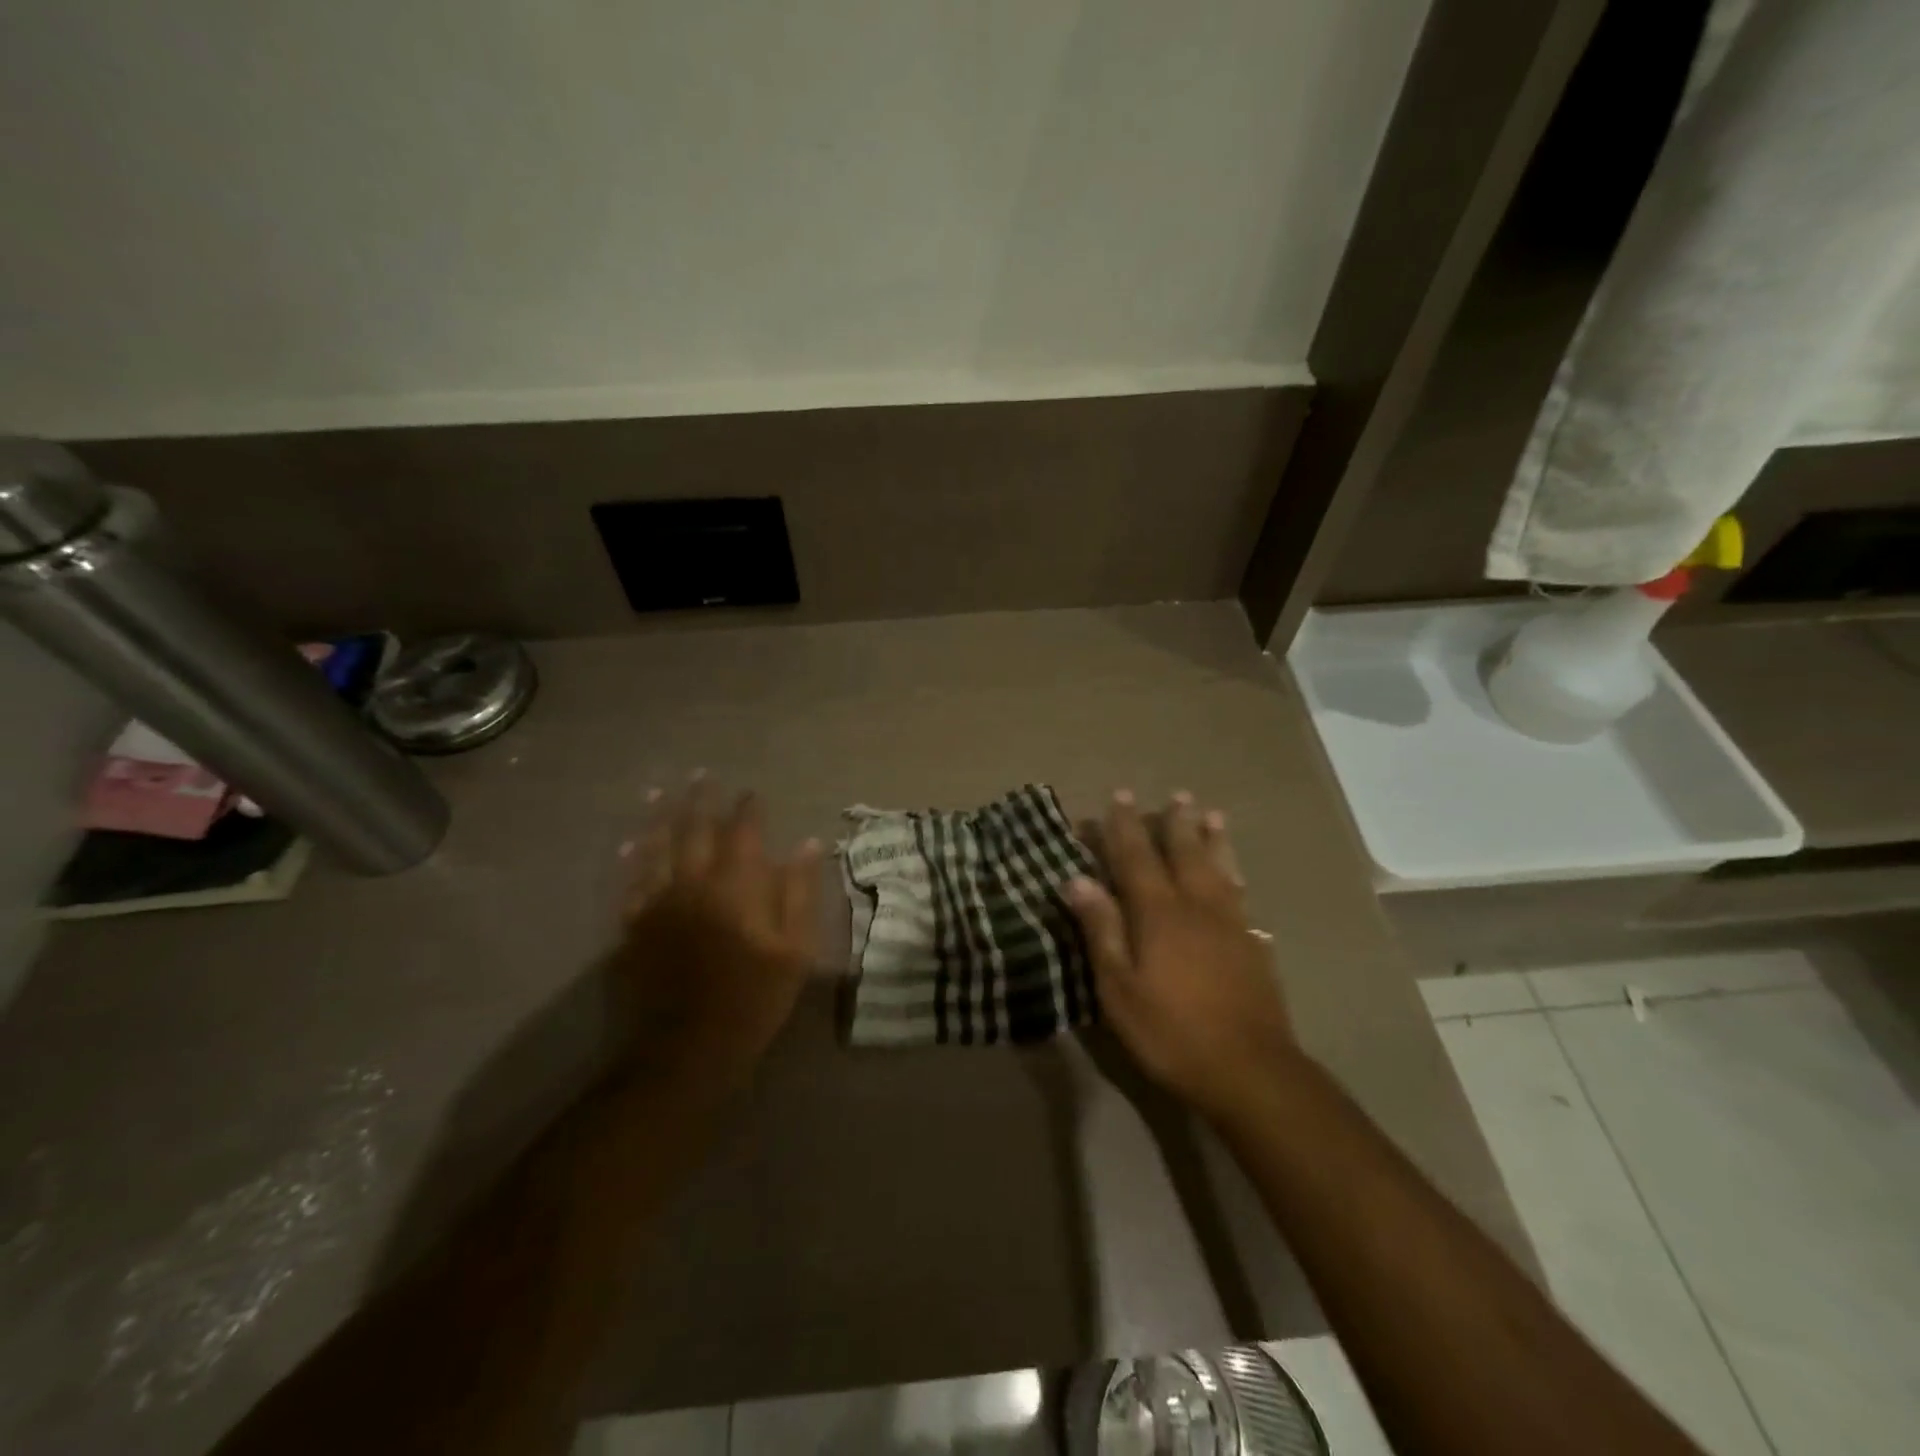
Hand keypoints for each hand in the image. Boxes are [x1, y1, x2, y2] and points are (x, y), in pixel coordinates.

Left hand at [610, 778, 822, 1093]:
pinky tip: (631, 843)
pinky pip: (631, 882)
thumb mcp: (795, 948)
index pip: (743, 832)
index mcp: (736, 886)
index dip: (748, 809)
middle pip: (696, 830)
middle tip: (701, 774)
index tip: (752, 792)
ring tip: (661, 791)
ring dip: (661, 817)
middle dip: (701, 800)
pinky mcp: (634, 927)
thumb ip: (800, 892)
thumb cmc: (754, 998)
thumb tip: (808, 844)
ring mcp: (658, 903)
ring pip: (657, 848)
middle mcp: (694, 883)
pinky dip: (633, 859)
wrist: (689, 1047)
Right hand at [1066, 791, 1294, 1123]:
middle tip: (1175, 794)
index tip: (1120, 796)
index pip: (1136, 857)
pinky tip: (1237, 877)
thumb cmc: (1170, 1031)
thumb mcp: (1119, 987)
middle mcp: (1196, 906)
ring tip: (1212, 814)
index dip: (1124, 826)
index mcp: (1158, 912)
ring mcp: (1230, 924)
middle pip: (1184, 852)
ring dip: (1212, 838)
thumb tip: (1077, 879)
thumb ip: (1101, 928)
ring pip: (1219, 868)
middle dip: (1174, 822)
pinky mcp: (1253, 945)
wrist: (1249, 1070)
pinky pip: (1241, 894)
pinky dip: (1235, 875)